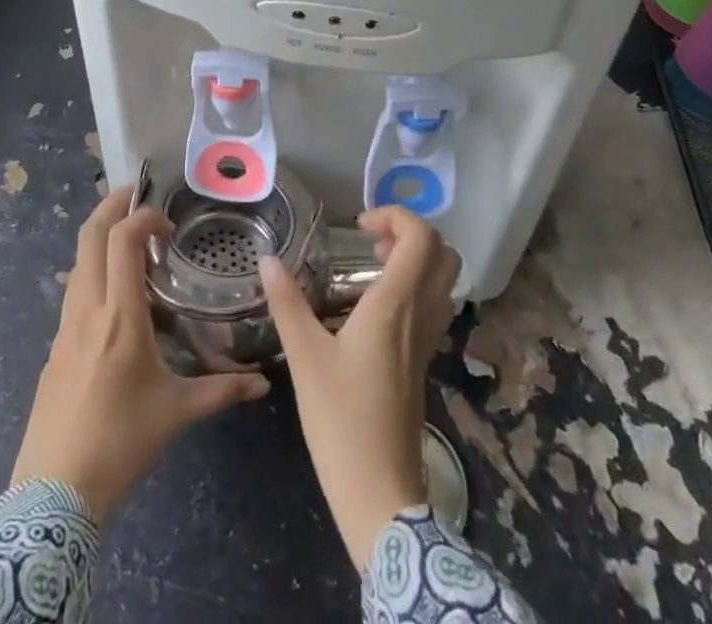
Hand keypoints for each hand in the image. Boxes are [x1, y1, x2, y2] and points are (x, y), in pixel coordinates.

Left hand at [11, 188, 269, 520]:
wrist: (50, 497)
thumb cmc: (119, 444)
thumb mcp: (176, 414)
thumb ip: (221, 391)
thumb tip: (263, 384)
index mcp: (119, 316)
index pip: (122, 240)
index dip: (144, 217)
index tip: (168, 226)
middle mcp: (87, 310)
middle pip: (89, 235)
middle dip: (111, 204)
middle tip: (138, 194)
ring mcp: (64, 328)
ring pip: (77, 261)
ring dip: (101, 237)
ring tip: (131, 240)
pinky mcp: (53, 349)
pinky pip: (74, 292)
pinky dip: (94, 272)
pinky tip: (116, 298)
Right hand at [261, 208, 460, 567]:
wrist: (381, 494)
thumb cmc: (342, 421)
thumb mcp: (305, 358)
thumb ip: (288, 303)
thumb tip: (267, 260)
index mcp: (396, 304)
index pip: (421, 238)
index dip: (396, 216)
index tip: (359, 226)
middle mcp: (421, 314)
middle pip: (443, 254)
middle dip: (410, 234)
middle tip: (370, 243)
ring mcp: (428, 340)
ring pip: (444, 281)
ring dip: (416, 260)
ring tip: (373, 267)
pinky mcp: (424, 361)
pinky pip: (435, 306)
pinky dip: (416, 287)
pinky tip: (377, 307)